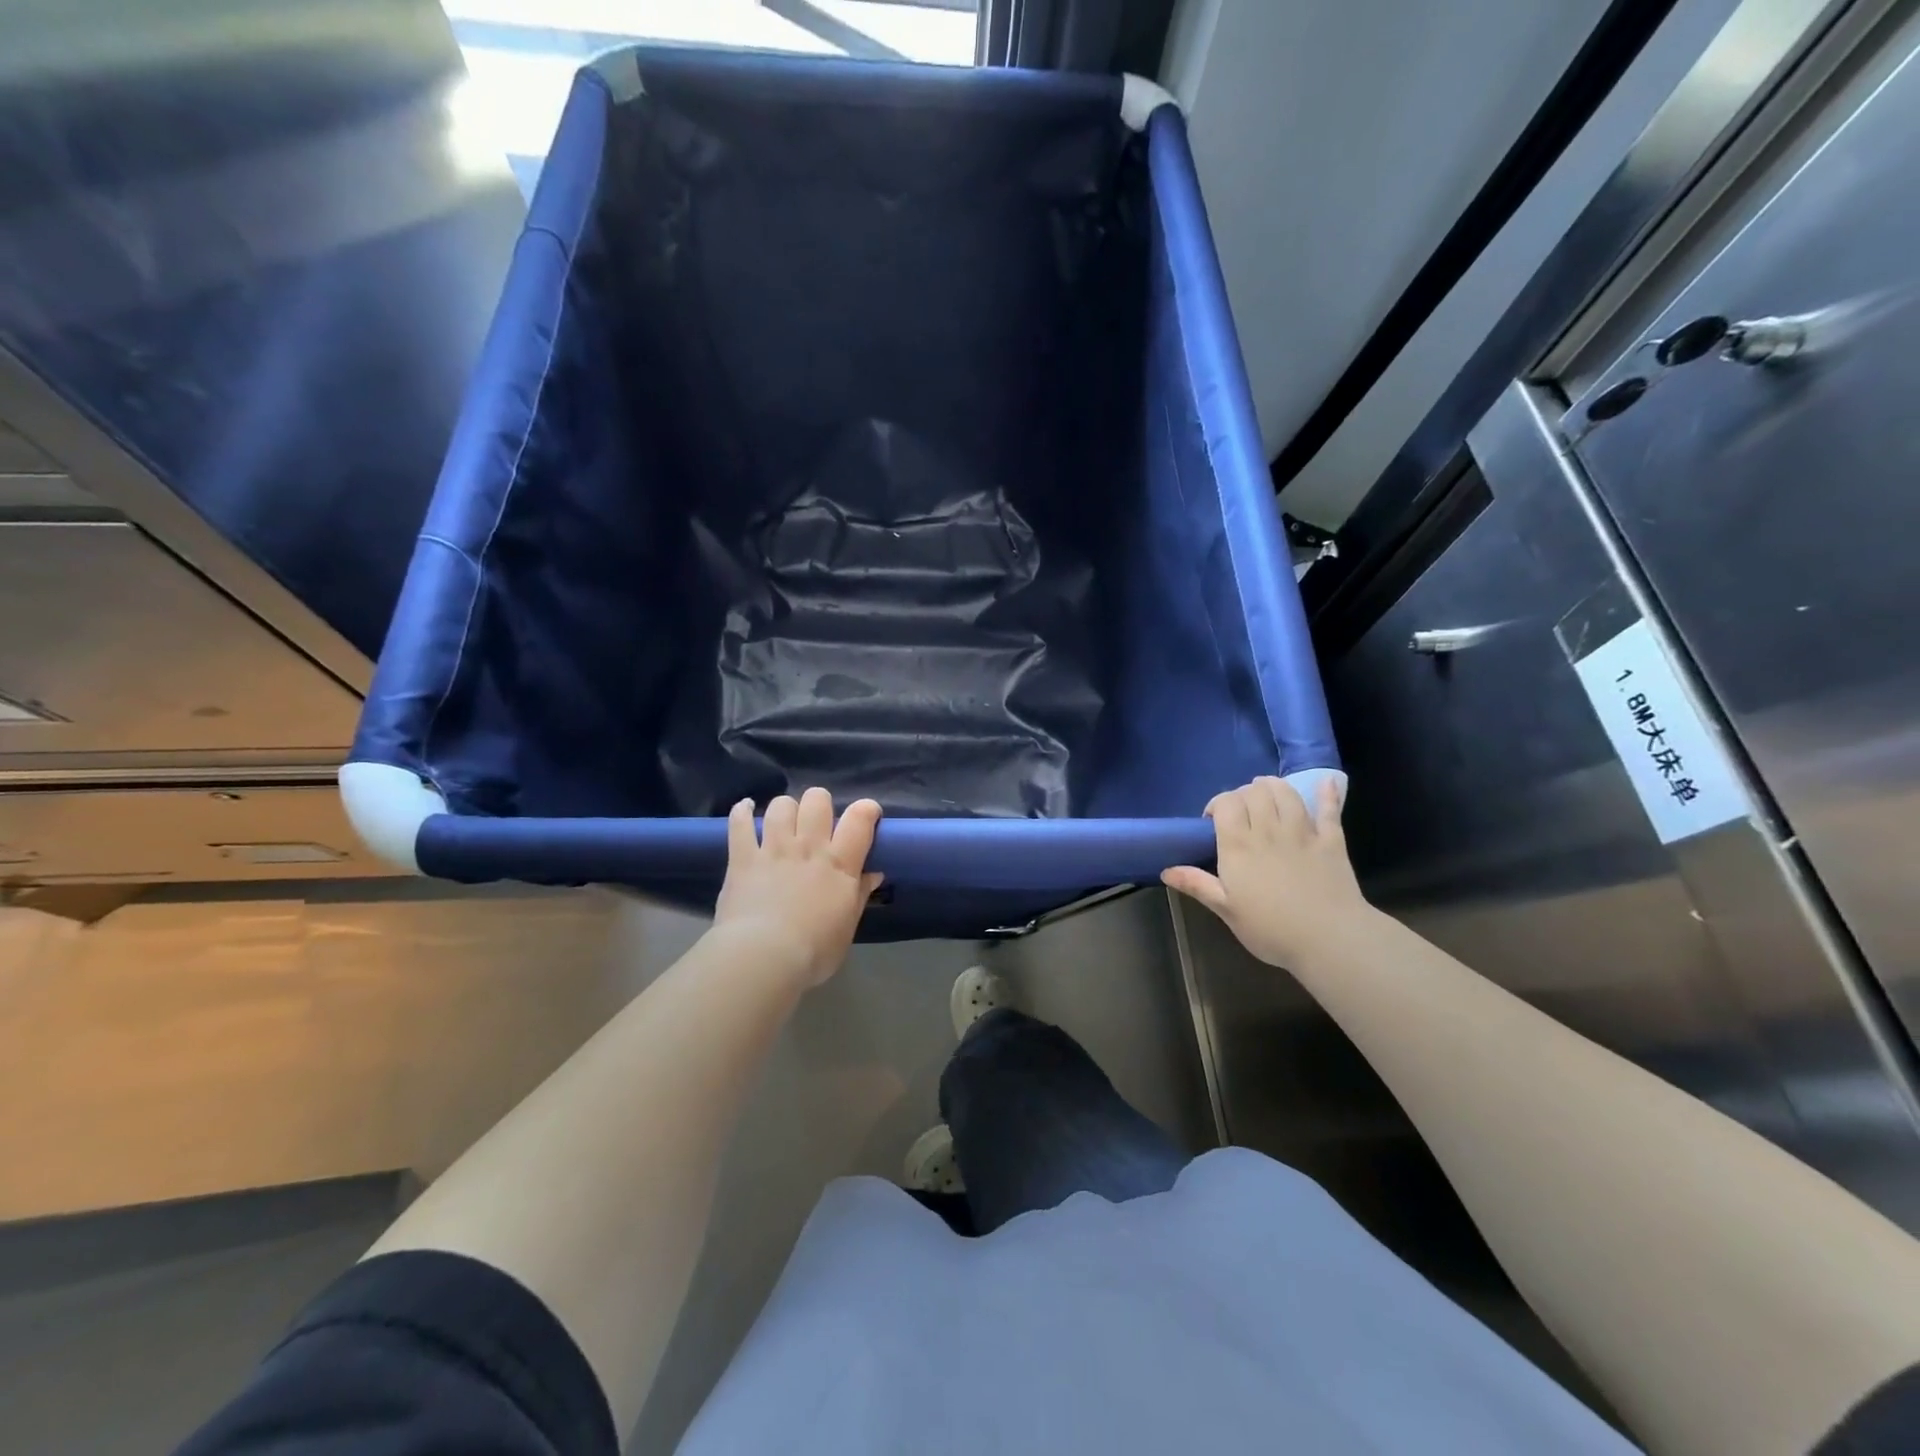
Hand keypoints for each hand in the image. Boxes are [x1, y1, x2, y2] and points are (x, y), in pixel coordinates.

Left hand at [713, 788, 883, 988]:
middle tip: (818, 823)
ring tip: (784, 822)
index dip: (867, 809)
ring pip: (781, 805)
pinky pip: (740, 822)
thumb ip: (859, 895)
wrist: (764, 958)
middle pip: (817, 800)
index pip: (859, 819)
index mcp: (840, 863)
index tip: (868, 816)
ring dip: (785, 809)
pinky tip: (745, 808)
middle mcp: (808, 846)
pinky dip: (741, 811)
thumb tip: (874, 874)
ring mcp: (774, 848)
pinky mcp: (742, 857)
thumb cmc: (814, 951)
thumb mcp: (847, 927)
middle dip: (819, 804)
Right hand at [1162, 776, 1367, 968]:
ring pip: (1286, 793)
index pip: (1226, 803)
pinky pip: (1329, 810)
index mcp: (1238, 846)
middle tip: (1241, 812)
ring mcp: (1302, 833)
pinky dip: (1326, 794)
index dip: (1218, 804)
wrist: (1329, 940)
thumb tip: (1166, 870)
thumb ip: (1198, 885)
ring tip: (1268, 795)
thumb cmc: (1271, 929)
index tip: (1213, 820)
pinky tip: (1325, 783)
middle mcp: (1268, 830)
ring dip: (1274, 787)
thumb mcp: (1226, 910)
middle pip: (1254, 792)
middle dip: (1244, 794)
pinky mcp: (1331, 841)